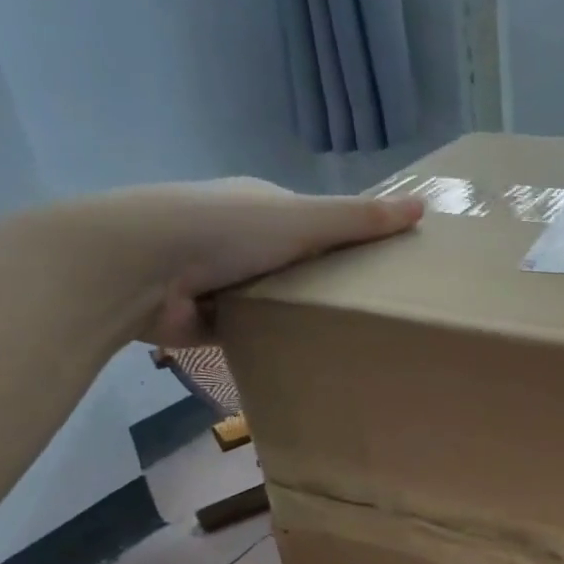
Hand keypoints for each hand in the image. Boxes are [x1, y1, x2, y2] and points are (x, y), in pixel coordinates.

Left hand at [60, 177, 422, 347]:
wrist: (140, 266)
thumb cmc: (226, 230)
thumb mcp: (303, 220)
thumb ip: (360, 219)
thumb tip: (423, 208)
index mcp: (261, 205)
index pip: (313, 222)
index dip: (346, 241)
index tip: (381, 271)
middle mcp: (239, 236)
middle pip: (294, 263)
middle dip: (322, 284)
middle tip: (368, 315)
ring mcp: (218, 278)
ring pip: (271, 299)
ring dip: (294, 315)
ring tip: (342, 341)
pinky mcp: (204, 318)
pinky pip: (248, 331)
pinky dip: (268, 341)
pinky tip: (298, 359)